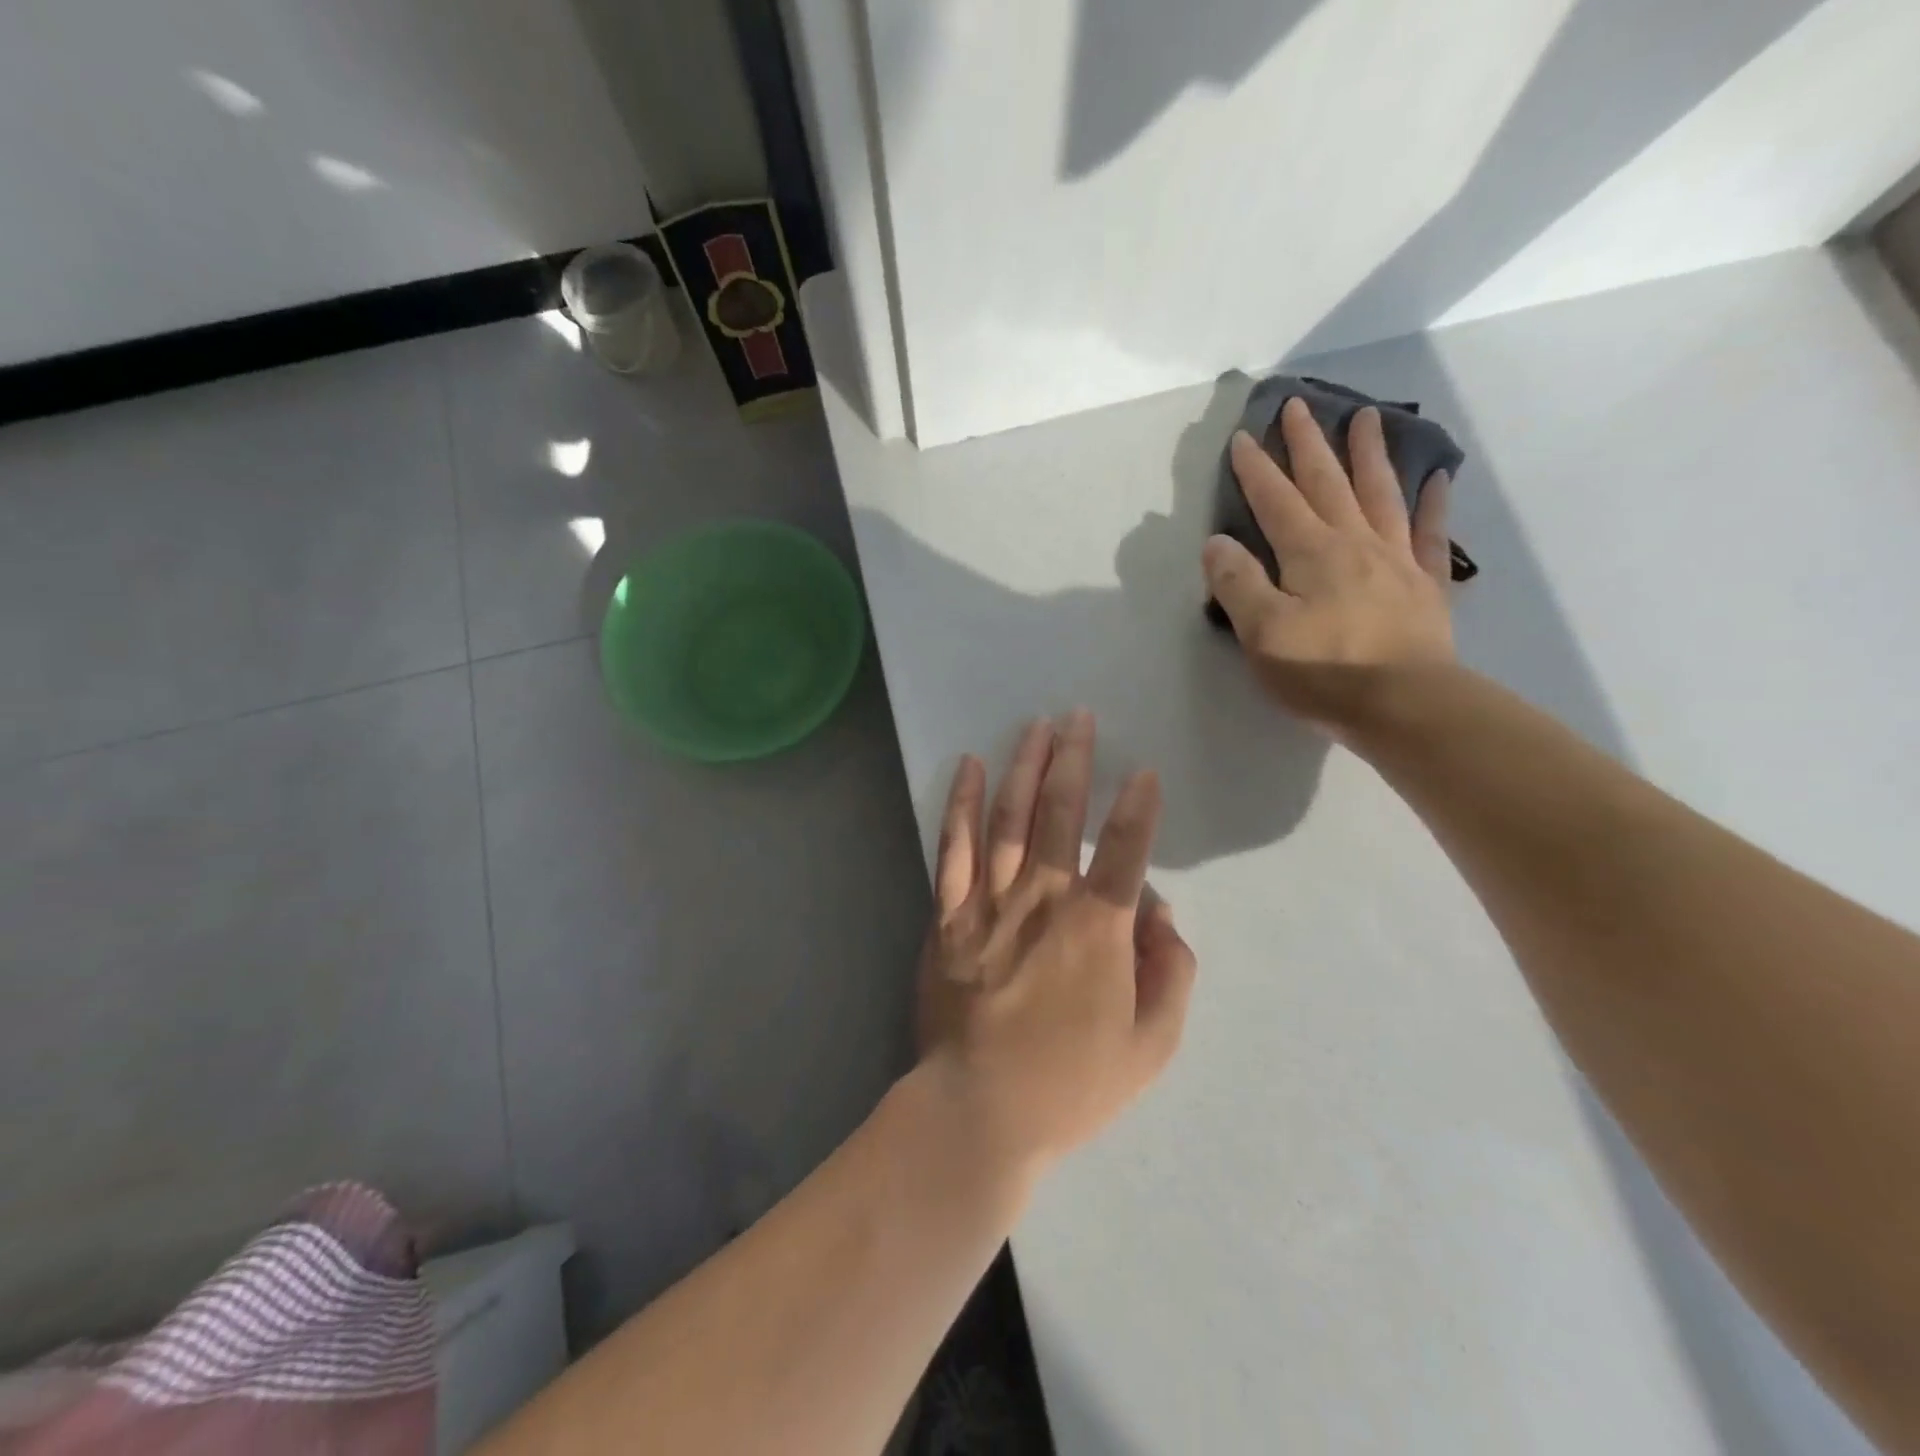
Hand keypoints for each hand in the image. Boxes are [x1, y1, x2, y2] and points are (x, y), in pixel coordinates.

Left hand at [915, 711, 1197, 1174]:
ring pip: (1008, 818)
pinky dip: (961, 804)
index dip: (1138, 808)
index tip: (1145, 772)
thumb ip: (1168, 971)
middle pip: (1059, 815)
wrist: (979, 1111)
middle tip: (1079, 717)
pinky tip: (968, 767)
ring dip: (1024, 767)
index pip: (1123, 850)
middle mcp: (1042, 901)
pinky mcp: (948, 916)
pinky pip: (953, 848)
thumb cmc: (1071, 1084)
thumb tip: (1157, 911)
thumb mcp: (1150, 1044)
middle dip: (1074, 760)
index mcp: (1096, 930)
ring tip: (1036, 726)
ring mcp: (989, 903)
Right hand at [1203, 398, 1454, 739]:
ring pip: (1380, 494)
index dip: (1257, 469)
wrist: (1405, 706)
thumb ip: (1237, 584)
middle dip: (1309, 444)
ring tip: (1366, 417)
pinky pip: (1432, 533)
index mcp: (1310, 553)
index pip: (1275, 501)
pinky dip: (1434, 503)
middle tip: (1299, 405)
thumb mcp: (1262, 633)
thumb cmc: (1324, 672)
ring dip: (1370, 454)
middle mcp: (1354, 543)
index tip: (1243, 436)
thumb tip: (1217, 543)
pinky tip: (1437, 478)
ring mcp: (1395, 560)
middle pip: (1328, 483)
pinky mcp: (1426, 585)